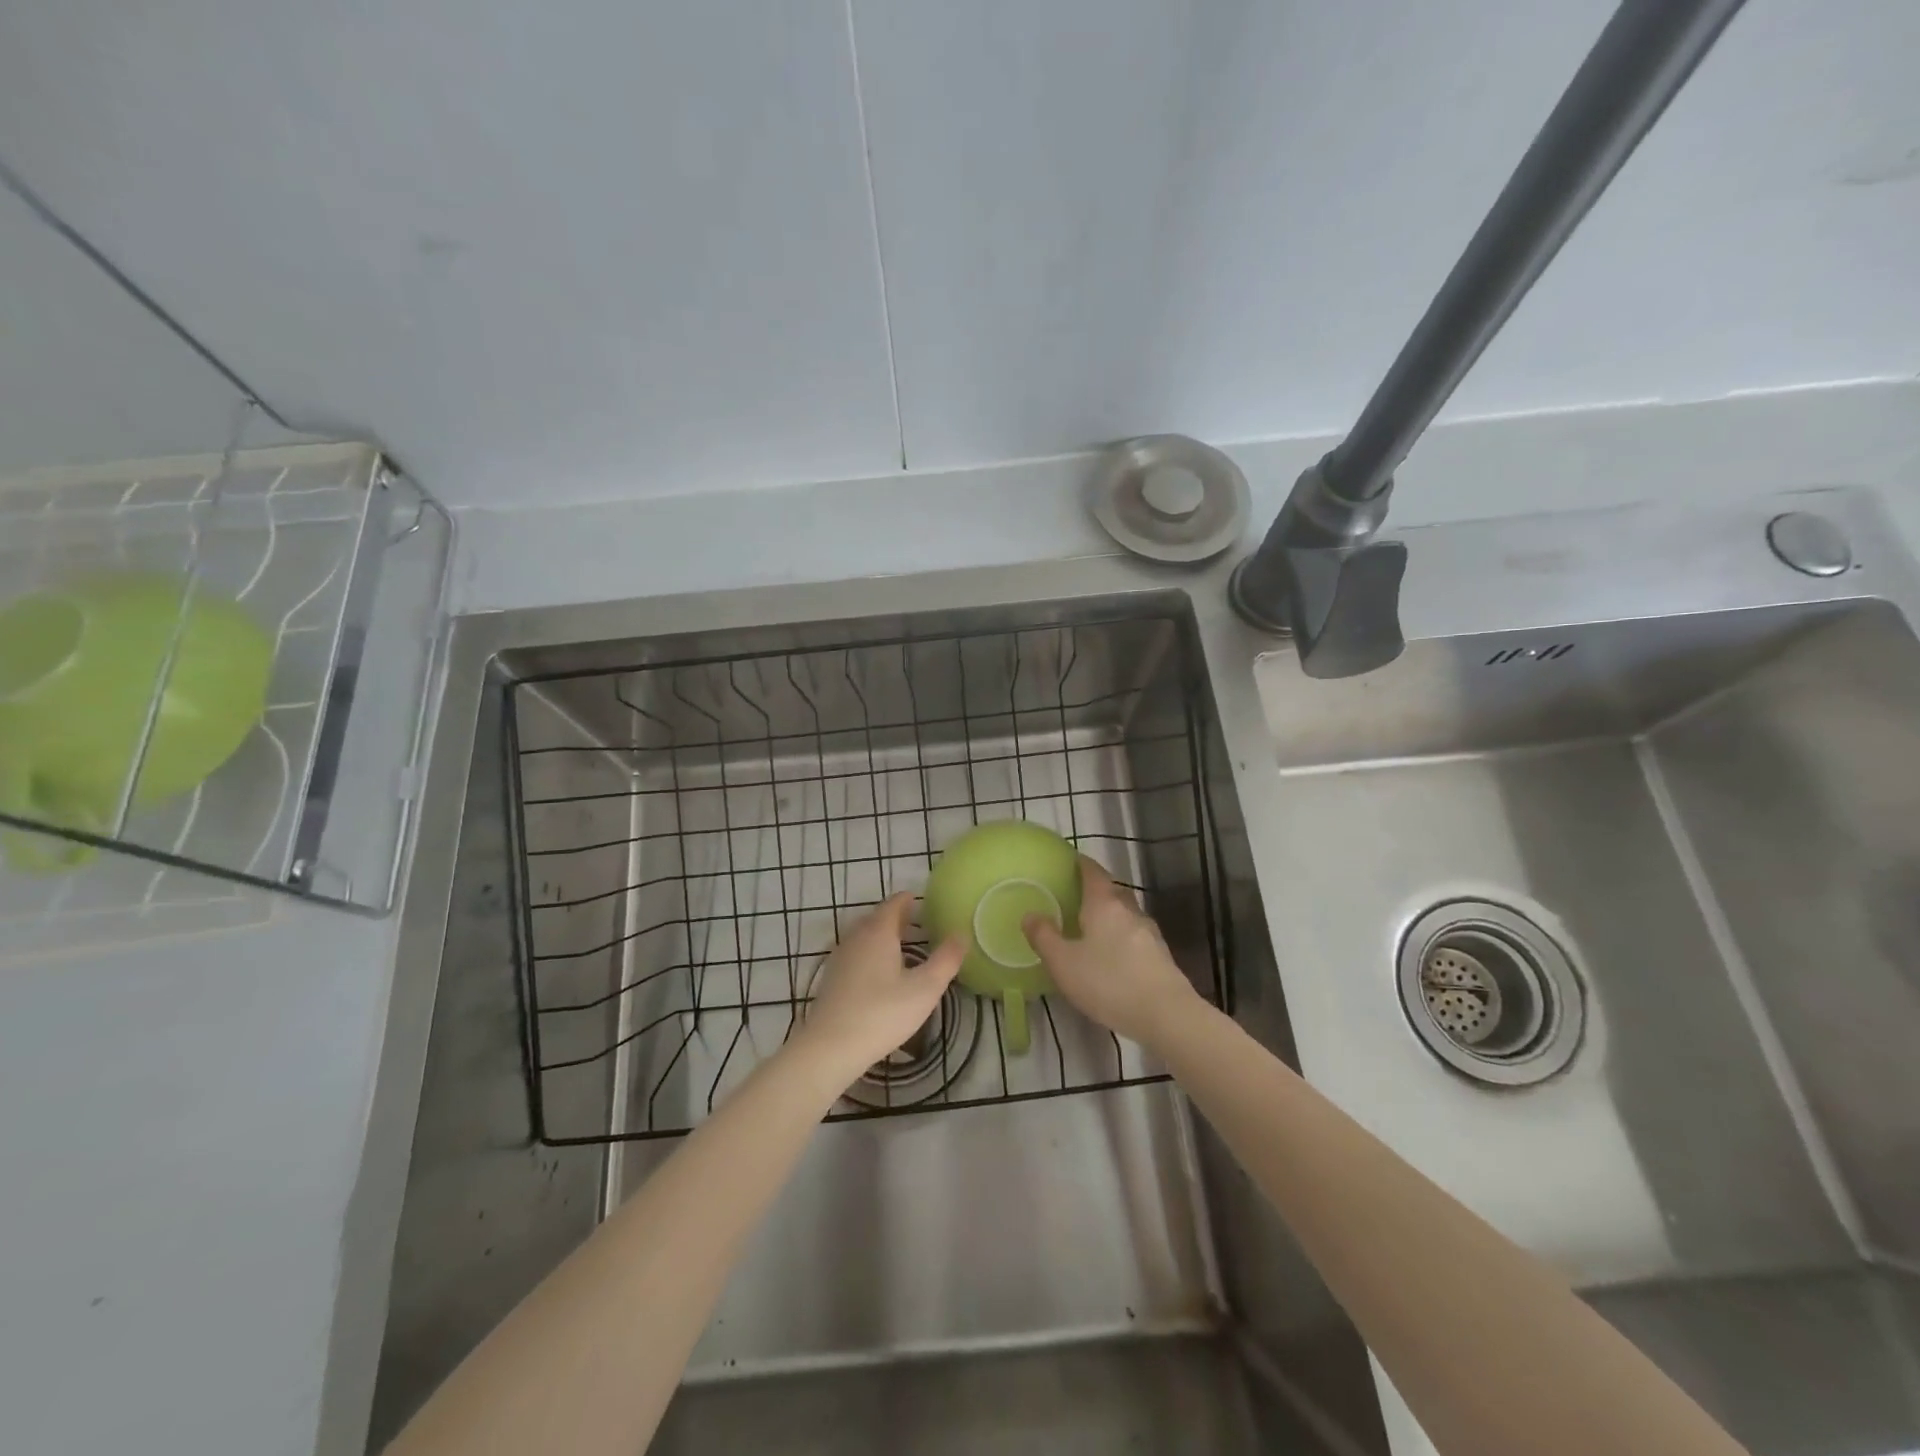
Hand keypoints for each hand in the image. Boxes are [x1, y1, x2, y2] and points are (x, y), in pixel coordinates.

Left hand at [797, 894, 963, 1085]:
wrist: (830, 1047)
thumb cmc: (882, 1013)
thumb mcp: (925, 989)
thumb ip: (946, 960)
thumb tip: (961, 934)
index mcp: (878, 932)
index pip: (894, 904)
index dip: (909, 900)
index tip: (924, 902)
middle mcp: (856, 937)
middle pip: (877, 917)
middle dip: (898, 917)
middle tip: (919, 924)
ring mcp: (840, 957)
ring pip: (864, 936)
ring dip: (883, 936)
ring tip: (903, 948)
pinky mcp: (832, 978)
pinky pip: (856, 954)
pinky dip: (871, 953)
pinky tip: (880, 974)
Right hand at [1024, 857, 1199, 1046]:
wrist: (1167, 1015)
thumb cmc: (1109, 982)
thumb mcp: (1063, 963)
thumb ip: (1044, 937)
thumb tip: (1029, 914)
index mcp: (1104, 904)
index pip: (1093, 873)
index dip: (1082, 864)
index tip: (1071, 860)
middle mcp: (1129, 911)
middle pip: (1113, 891)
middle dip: (1097, 890)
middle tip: (1077, 897)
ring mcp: (1150, 933)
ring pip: (1126, 915)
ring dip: (1111, 916)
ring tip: (1093, 928)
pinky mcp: (1162, 956)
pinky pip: (1136, 937)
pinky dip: (1123, 938)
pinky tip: (1114, 956)